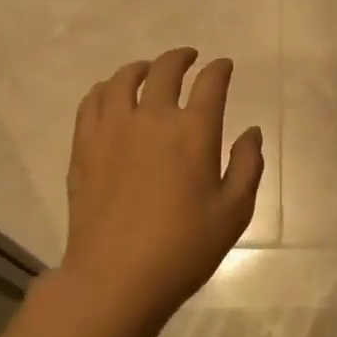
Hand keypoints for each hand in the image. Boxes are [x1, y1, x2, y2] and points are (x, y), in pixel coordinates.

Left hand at [60, 48, 263, 336]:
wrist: (116, 278)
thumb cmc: (184, 248)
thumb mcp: (234, 212)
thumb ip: (248, 165)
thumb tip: (252, 132)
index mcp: (193, 131)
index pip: (210, 83)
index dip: (220, 69)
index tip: (224, 66)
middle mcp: (152, 118)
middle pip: (166, 70)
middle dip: (181, 58)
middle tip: (189, 58)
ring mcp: (112, 129)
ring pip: (123, 79)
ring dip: (142, 68)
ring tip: (149, 71)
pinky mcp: (84, 146)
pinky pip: (92, 101)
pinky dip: (106, 89)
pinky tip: (112, 95)